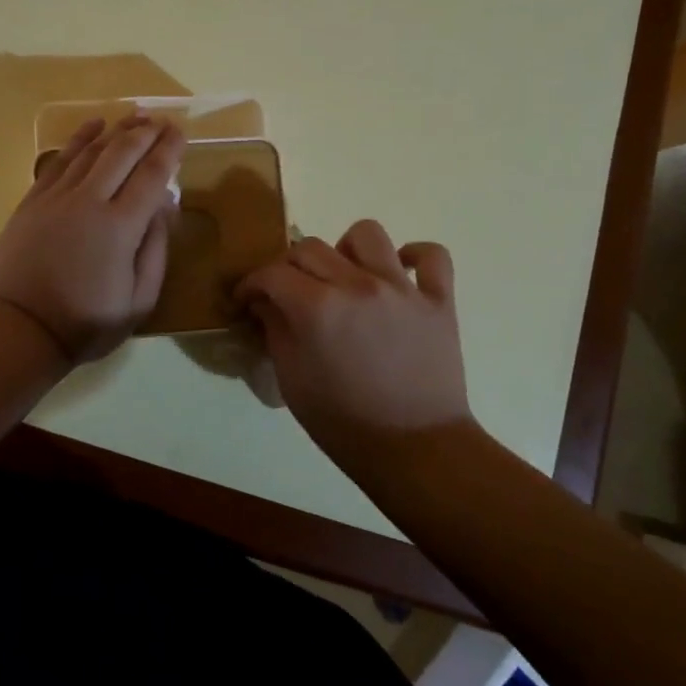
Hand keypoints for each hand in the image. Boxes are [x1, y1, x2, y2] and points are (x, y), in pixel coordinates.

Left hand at [0, 116, 183, 363]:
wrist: (20, 329)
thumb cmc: (86, 322)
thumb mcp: (138, 300)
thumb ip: (156, 250)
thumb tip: (164, 208)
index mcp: (121, 226)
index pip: (152, 175)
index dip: (169, 150)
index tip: (181, 132)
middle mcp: (89, 201)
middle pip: (122, 153)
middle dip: (146, 132)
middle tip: (162, 120)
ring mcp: (57, 197)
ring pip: (91, 151)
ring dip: (116, 130)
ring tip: (134, 115)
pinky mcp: (33, 200)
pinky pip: (59, 160)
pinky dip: (78, 139)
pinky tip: (92, 126)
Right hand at [233, 221, 470, 469]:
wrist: (415, 451)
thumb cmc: (344, 423)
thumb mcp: (292, 380)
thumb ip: (275, 330)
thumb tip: (265, 301)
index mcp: (318, 308)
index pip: (272, 273)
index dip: (251, 283)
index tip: (246, 298)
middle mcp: (358, 285)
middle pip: (311, 248)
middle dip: (288, 266)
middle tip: (287, 292)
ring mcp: (402, 288)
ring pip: (367, 234)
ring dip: (346, 249)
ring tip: (343, 275)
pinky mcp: (438, 300)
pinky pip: (431, 255)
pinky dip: (414, 257)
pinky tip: (400, 272)